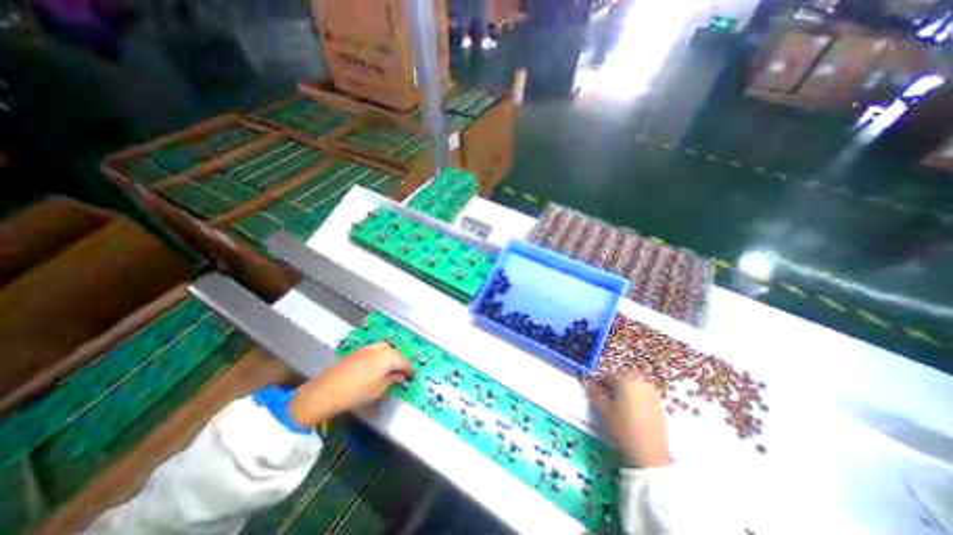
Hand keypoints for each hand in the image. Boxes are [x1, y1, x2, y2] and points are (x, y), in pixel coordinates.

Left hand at [287, 345, 413, 428]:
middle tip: (400, 373)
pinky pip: (375, 351)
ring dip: (389, 358)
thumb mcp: (379, 389)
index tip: (412, 375)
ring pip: (385, 350)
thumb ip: (392, 380)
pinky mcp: (358, 351)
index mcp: (388, 357)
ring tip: (388, 369)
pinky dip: (379, 357)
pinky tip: (375, 366)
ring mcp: (368, 348)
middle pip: (395, 353)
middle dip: (399, 362)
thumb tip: (400, 376)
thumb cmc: (357, 392)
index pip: (404, 362)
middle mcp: (380, 348)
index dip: (409, 369)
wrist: (327, 390)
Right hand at [589, 373, 669, 466]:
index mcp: (625, 380)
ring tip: (616, 403)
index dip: (598, 382)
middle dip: (611, 383)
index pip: (607, 375)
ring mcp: (651, 392)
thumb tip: (589, 383)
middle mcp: (640, 382)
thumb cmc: (623, 429)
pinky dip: (634, 396)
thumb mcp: (604, 410)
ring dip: (623, 389)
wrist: (650, 455)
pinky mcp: (658, 404)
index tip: (592, 390)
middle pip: (621, 377)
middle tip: (604, 395)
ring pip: (632, 384)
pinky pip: (642, 393)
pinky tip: (629, 410)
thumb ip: (595, 393)